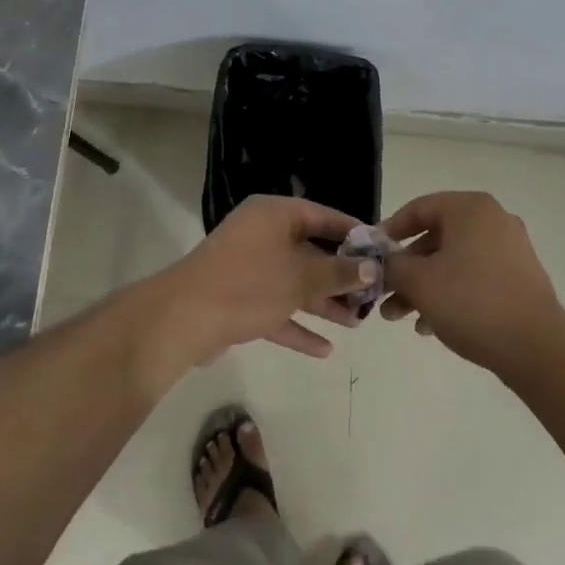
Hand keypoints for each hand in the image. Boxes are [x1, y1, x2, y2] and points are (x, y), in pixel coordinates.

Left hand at [135, 195, 376, 387]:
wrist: (183, 319)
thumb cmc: (249, 285)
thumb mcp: (301, 277)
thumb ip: (339, 273)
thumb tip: (372, 268)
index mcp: (274, 215)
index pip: (323, 216)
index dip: (353, 234)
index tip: (381, 252)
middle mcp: (261, 235)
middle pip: (310, 252)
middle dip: (340, 276)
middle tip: (373, 294)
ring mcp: (247, 268)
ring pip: (294, 283)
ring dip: (323, 303)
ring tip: (357, 321)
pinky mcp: (238, 300)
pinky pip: (275, 308)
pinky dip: (297, 325)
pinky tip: (325, 349)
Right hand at [380, 191, 564, 374]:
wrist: (535, 347)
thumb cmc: (470, 302)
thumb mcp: (418, 281)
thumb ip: (391, 265)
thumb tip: (380, 261)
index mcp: (470, 209)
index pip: (418, 208)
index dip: (389, 231)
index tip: (371, 255)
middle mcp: (492, 221)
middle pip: (435, 238)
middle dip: (405, 269)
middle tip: (383, 294)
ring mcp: (510, 249)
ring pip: (452, 262)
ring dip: (422, 287)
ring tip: (400, 317)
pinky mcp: (518, 278)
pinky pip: (473, 277)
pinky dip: (449, 294)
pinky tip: (429, 326)